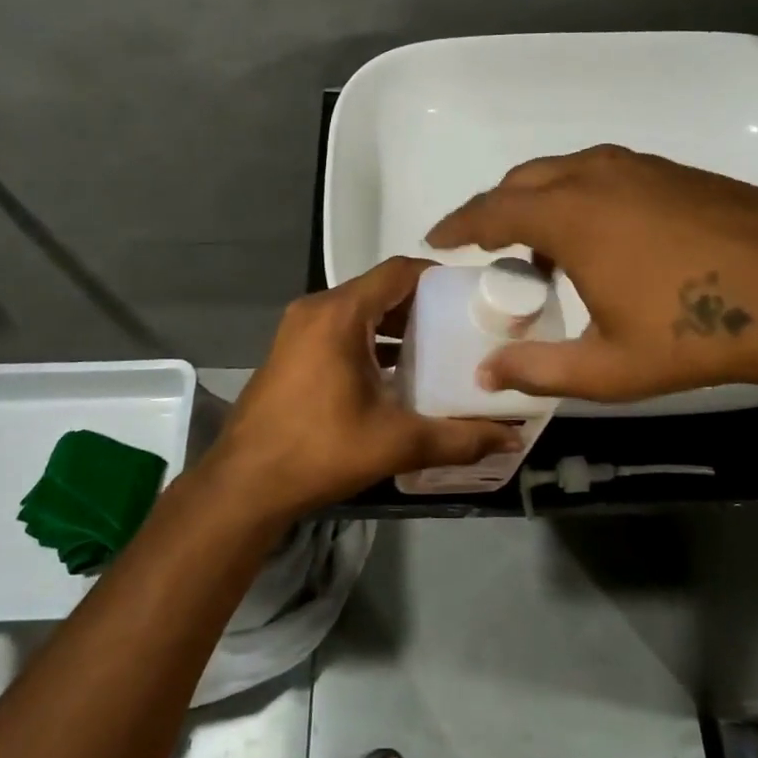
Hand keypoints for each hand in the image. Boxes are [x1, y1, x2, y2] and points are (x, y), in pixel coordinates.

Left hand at [208, 257, 521, 522]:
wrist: (245, 485)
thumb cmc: (319, 451)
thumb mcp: (396, 443)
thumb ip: (459, 438)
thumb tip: (512, 438)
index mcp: (340, 314)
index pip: (398, 272)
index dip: (438, 277)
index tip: (472, 296)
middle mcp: (316, 309)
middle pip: (379, 289)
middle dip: (422, 305)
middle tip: (462, 327)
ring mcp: (297, 329)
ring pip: (359, 310)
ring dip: (395, 325)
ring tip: (437, 349)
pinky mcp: (290, 350)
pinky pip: (339, 329)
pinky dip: (369, 339)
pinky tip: (395, 373)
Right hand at [427, 145, 757, 403]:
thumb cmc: (695, 332)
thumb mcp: (608, 367)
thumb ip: (538, 370)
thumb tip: (486, 374)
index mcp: (569, 216)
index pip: (490, 210)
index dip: (457, 223)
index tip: (435, 238)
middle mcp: (595, 177)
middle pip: (523, 181)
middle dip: (494, 208)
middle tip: (484, 242)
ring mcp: (639, 167)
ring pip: (566, 171)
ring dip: (540, 200)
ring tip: (542, 245)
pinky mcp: (674, 171)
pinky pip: (604, 172)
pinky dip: (580, 194)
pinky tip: (603, 235)